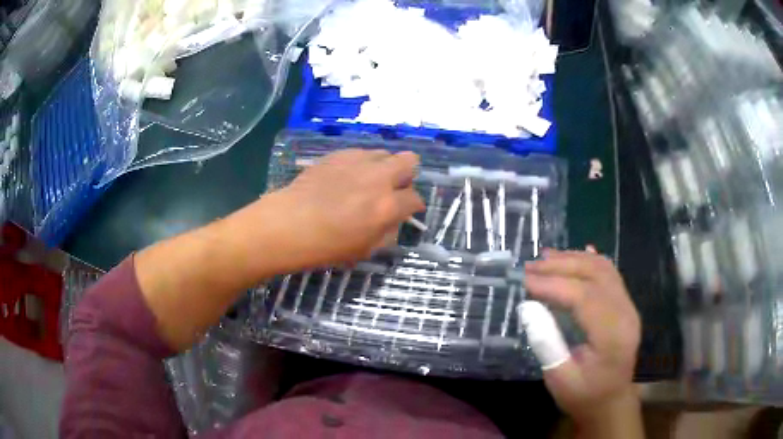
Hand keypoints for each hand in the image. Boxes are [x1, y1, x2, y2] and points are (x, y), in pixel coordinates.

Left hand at [276, 149, 424, 265]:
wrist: (288, 225)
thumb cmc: (325, 246)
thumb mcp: (365, 250)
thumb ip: (388, 233)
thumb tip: (394, 220)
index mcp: (387, 207)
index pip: (416, 198)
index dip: (414, 206)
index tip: (407, 211)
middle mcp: (378, 178)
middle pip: (410, 161)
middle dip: (407, 175)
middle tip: (392, 189)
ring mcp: (358, 162)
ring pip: (385, 153)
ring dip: (384, 167)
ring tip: (368, 181)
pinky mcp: (338, 154)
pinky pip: (360, 152)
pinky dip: (361, 163)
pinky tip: (347, 177)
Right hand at [523, 249, 640, 422]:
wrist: (611, 401)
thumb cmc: (584, 395)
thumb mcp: (559, 379)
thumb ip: (545, 343)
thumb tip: (527, 307)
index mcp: (611, 336)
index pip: (584, 297)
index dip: (553, 284)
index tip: (524, 280)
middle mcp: (625, 313)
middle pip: (595, 275)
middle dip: (561, 266)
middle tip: (530, 265)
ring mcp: (628, 306)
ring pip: (603, 269)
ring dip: (574, 259)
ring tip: (546, 257)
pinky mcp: (625, 305)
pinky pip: (610, 274)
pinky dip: (591, 261)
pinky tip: (578, 254)